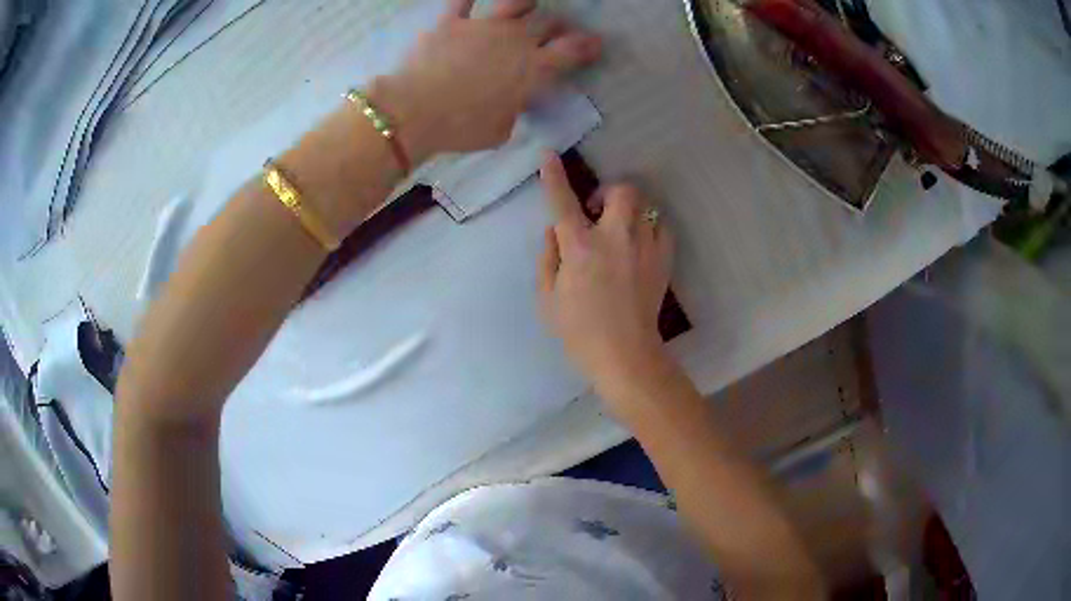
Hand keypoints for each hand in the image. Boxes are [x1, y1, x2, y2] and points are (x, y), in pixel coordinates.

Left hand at [372, 0, 601, 160]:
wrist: (413, 111)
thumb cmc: (462, 128)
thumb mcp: (501, 129)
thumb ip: (514, 109)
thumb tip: (514, 100)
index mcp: (533, 69)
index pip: (571, 51)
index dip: (587, 46)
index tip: (595, 44)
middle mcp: (514, 40)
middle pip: (548, 23)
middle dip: (559, 26)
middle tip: (559, 32)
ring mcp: (482, 26)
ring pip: (515, 2)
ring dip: (525, 3)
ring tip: (527, 7)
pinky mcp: (450, 22)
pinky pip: (462, 1)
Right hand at [538, 154, 674, 403]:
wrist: (625, 355)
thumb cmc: (579, 331)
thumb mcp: (547, 298)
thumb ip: (547, 257)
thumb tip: (555, 230)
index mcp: (580, 247)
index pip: (563, 201)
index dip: (553, 176)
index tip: (550, 155)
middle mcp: (615, 237)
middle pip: (622, 191)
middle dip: (610, 192)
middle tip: (599, 212)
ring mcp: (644, 247)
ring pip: (645, 206)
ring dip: (629, 210)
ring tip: (621, 230)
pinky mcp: (663, 260)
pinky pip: (661, 228)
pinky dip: (649, 228)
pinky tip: (640, 245)